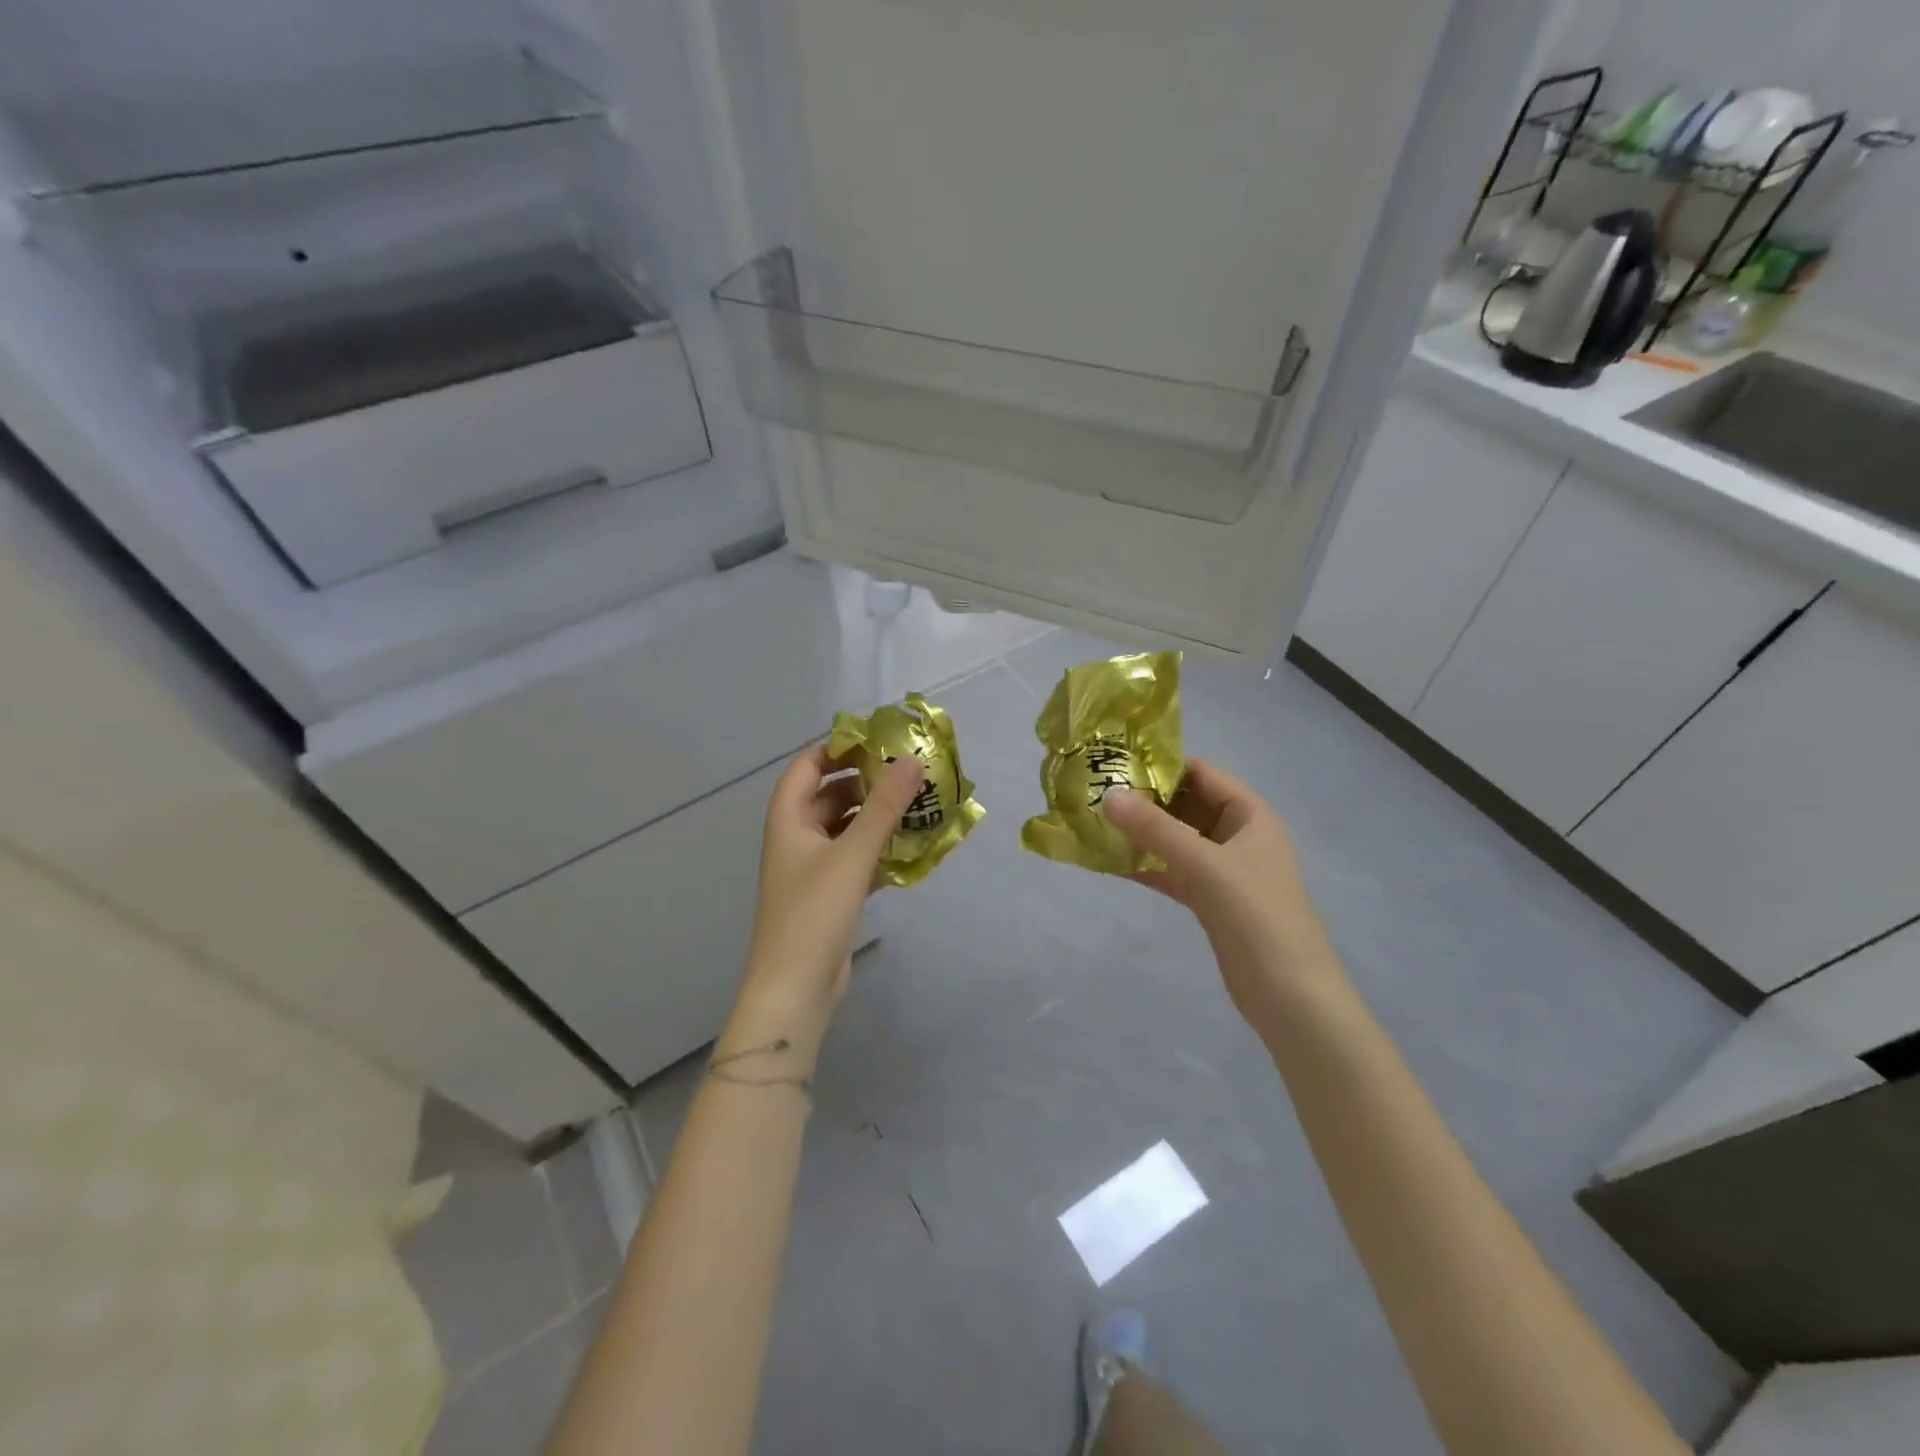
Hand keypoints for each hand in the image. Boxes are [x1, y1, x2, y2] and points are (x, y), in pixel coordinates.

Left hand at [731, 746, 923, 1039]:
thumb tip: (912, 760)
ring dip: (876, 817)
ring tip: (918, 805)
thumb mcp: (852, 855)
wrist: (795, 988)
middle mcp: (797, 838)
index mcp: (788, 819)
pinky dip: (878, 849)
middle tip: (910, 773)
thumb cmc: (815, 913)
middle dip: (867, 783)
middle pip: (830, 796)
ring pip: (846, 828)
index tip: (880, 741)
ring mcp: (813, 868)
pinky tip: (910, 848)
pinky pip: (855, 858)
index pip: (808, 766)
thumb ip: (884, 807)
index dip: (839, 749)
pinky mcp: (830, 894)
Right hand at [1103, 760, 1344, 1037]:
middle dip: (1144, 799)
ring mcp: (1222, 869)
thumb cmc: (1257, 916)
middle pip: (1185, 805)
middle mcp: (1236, 835)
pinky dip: (1144, 866)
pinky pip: (1171, 871)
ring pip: (1174, 840)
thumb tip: (1108, 795)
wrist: (1290, 996)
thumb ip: (1155, 829)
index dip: (1162, 764)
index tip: (1115, 760)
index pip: (1202, 774)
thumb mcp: (1205, 865)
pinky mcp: (1209, 900)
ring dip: (1139, 834)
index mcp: (1250, 815)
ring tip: (1093, 822)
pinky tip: (1106, 862)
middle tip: (1094, 792)